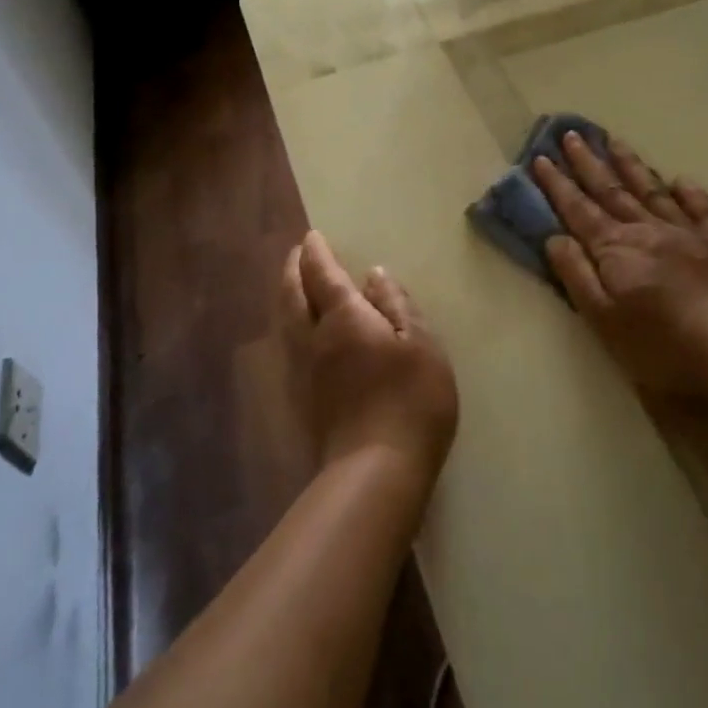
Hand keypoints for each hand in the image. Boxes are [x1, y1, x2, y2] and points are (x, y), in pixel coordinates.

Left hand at [279, 230, 459, 481]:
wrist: (376, 471)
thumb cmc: (410, 399)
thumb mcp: (421, 344)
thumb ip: (397, 305)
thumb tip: (374, 274)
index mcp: (344, 318)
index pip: (322, 274)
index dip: (316, 253)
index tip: (312, 236)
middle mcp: (314, 338)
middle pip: (293, 295)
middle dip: (293, 269)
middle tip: (297, 253)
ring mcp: (304, 371)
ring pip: (285, 321)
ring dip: (287, 294)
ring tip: (295, 283)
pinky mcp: (303, 398)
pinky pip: (289, 345)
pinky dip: (291, 323)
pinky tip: (302, 331)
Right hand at [532, 131, 707, 397]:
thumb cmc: (662, 344)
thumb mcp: (603, 319)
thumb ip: (577, 275)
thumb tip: (555, 237)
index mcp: (615, 248)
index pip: (578, 209)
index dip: (557, 184)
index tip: (541, 157)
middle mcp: (647, 230)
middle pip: (611, 191)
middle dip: (588, 163)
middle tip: (571, 134)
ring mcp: (687, 234)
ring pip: (651, 191)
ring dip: (630, 166)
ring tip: (615, 141)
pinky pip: (701, 210)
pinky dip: (689, 194)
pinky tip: (682, 180)